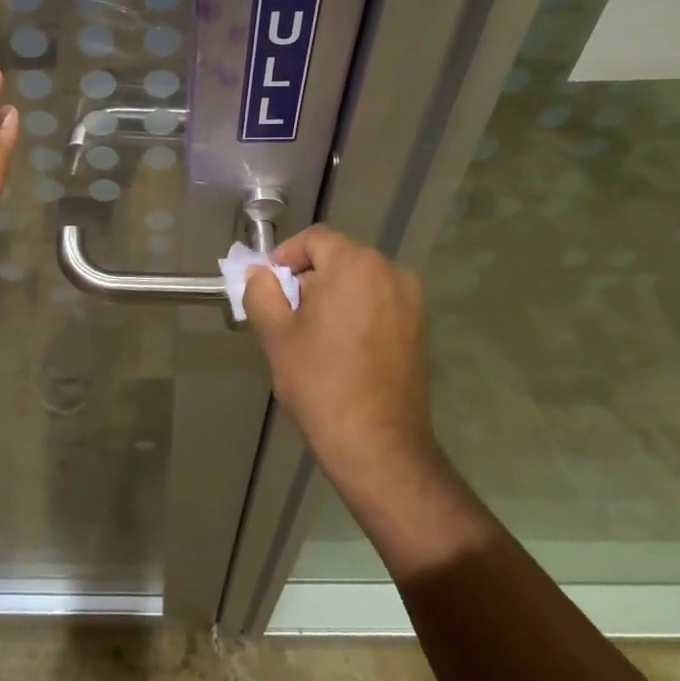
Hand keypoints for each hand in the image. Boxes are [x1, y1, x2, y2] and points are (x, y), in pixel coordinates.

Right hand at [243, 225, 435, 494]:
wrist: (377, 442)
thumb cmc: (320, 382)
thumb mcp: (276, 334)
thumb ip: (261, 291)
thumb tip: (259, 273)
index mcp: (355, 265)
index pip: (314, 239)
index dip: (286, 256)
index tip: (270, 286)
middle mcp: (390, 272)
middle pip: (339, 257)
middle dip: (309, 277)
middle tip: (287, 312)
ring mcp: (411, 300)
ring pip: (360, 281)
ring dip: (333, 294)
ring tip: (313, 333)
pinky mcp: (420, 327)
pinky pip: (380, 302)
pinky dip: (357, 311)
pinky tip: (342, 347)